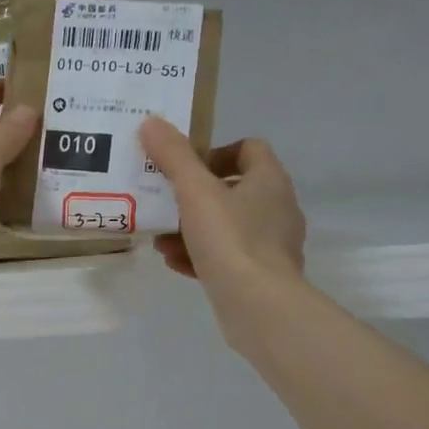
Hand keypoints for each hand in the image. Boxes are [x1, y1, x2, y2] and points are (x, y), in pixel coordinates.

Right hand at [139, 117, 307, 341]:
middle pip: (233, 189)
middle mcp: (277, 208)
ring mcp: (271, 244)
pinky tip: (174, 263)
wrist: (259, 307)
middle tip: (164, 201)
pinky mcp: (261, 275)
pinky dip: (200, 256)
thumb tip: (151, 121)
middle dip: (193, 196)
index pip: (248, 149)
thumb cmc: (231, 240)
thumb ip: (173, 156)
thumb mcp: (195, 192)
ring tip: (161, 238)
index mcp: (269, 180)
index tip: (185, 166)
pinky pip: (226, 257)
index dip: (215, 152)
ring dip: (191, 229)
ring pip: (226, 226)